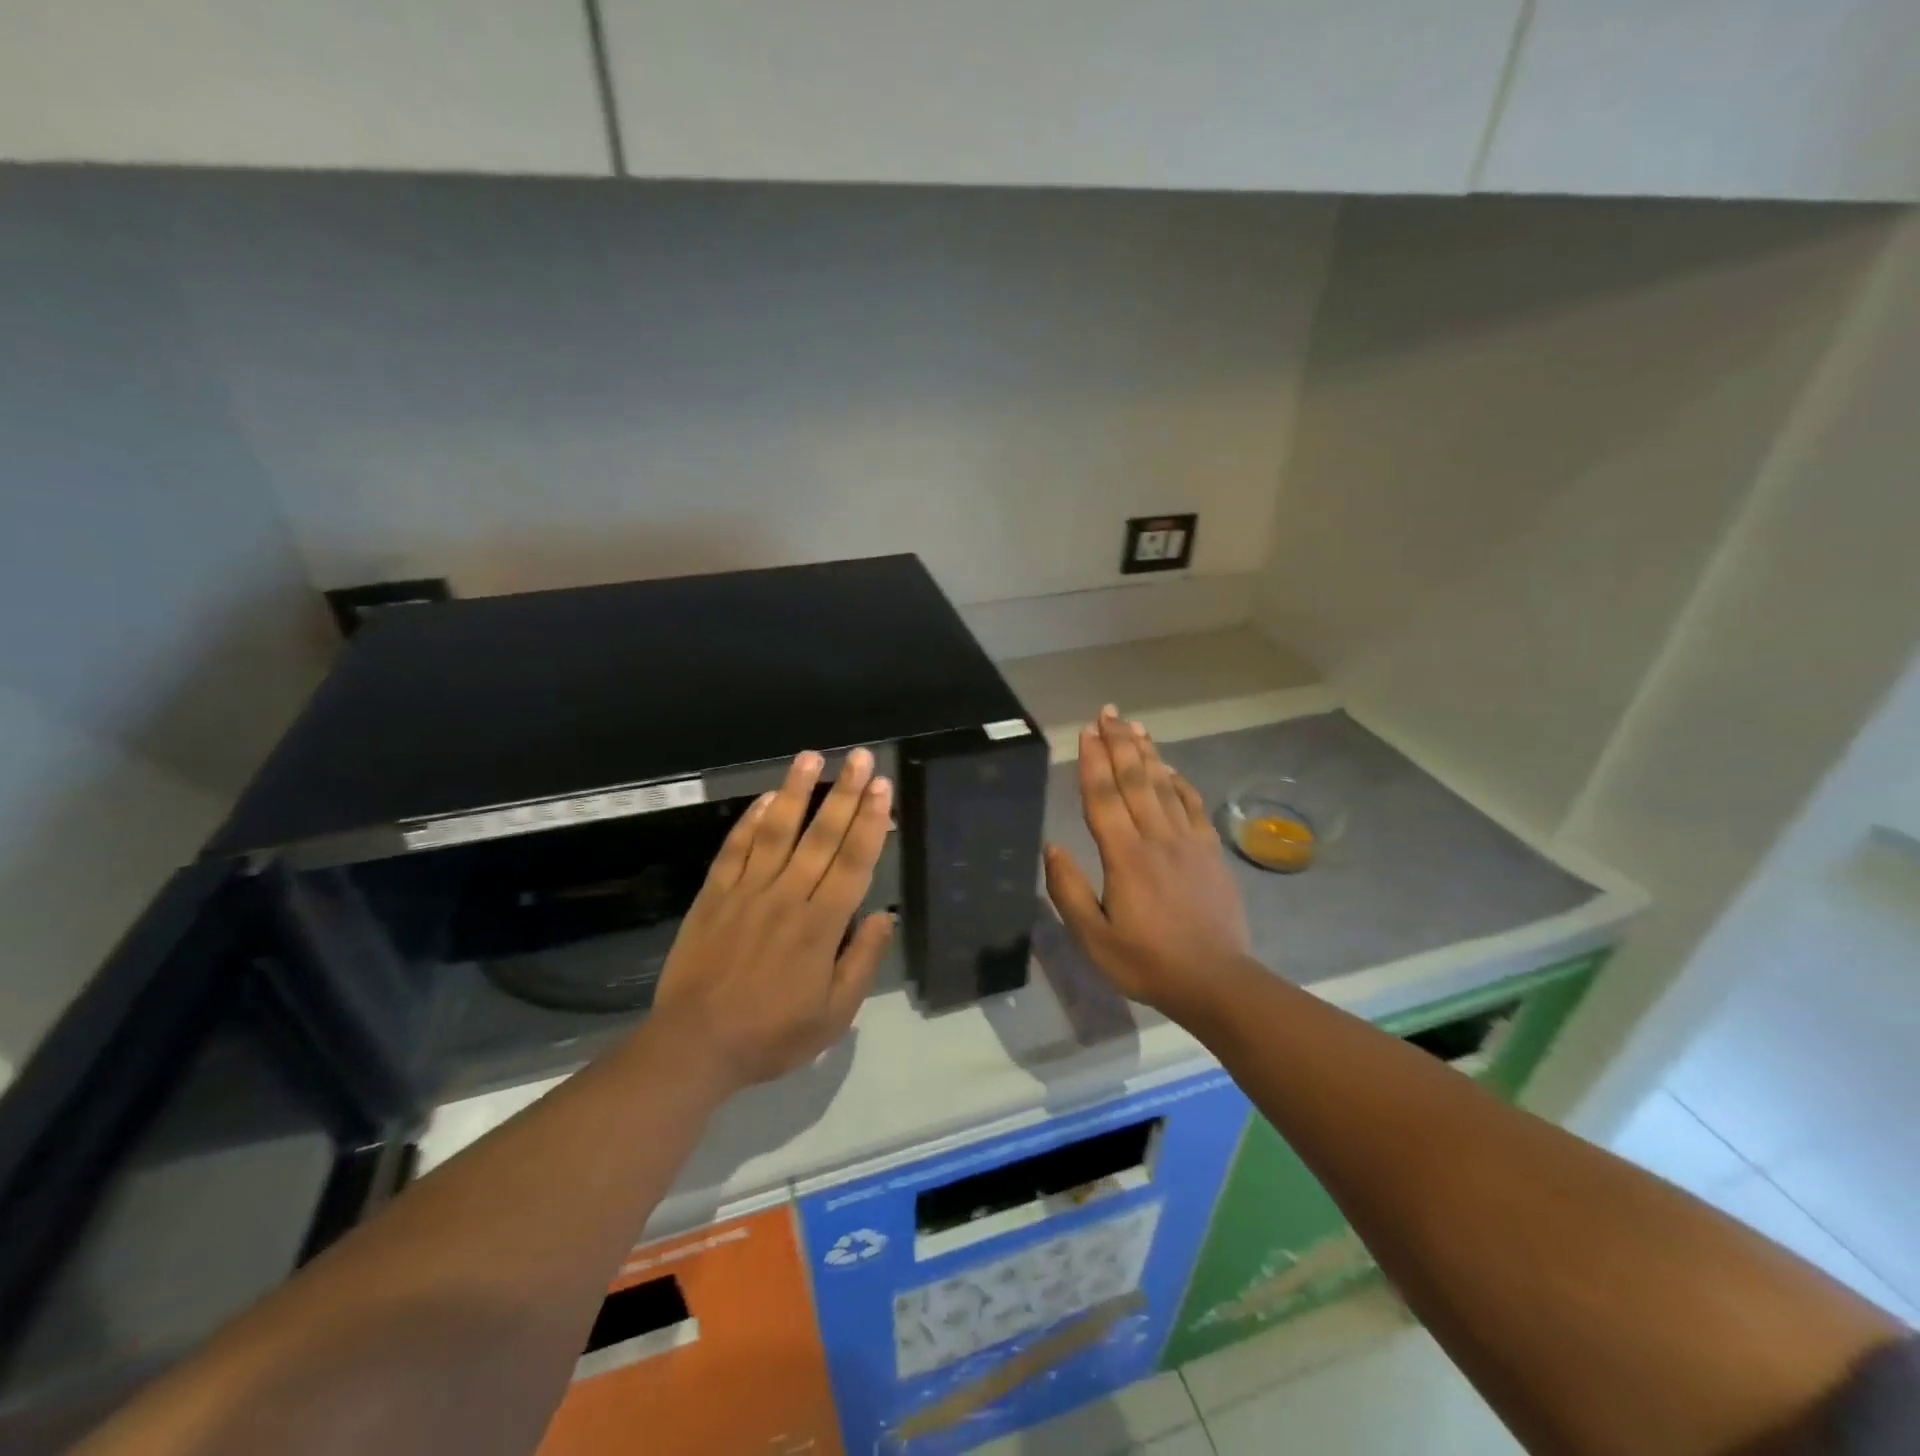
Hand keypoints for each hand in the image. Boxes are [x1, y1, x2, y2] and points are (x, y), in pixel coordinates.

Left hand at [651, 748, 894, 1094]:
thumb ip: (862, 961)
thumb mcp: (834, 1014)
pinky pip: (735, 849)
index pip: (854, 862)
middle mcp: (788, 896)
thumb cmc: (772, 1034)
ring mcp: (747, 891)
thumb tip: (885, 916)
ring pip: (776, 831)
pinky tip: (765, 797)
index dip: (871, 821)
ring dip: (795, 791)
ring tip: (810, 757)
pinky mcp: (715, 894)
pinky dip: (750, 821)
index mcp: (821, 925)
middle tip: (860, 756)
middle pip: (822, 836)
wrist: (695, 1045)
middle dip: (844, 793)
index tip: (882, 787)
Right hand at [1043, 707, 1252, 1019]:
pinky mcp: (1210, 852)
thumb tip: (1052, 847)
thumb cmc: (1147, 963)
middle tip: (1109, 712)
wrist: (1216, 982)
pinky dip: (1181, 782)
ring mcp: (1188, 842)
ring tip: (1135, 726)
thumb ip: (1069, 891)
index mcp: (1125, 857)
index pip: (1103, 798)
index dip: (1093, 761)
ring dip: (1148, 753)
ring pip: (1165, 786)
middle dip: (1119, 743)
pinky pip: (1193, 806)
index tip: (1086, 731)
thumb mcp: (1094, 938)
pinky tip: (1171, 768)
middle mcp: (1157, 839)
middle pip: (1135, 780)